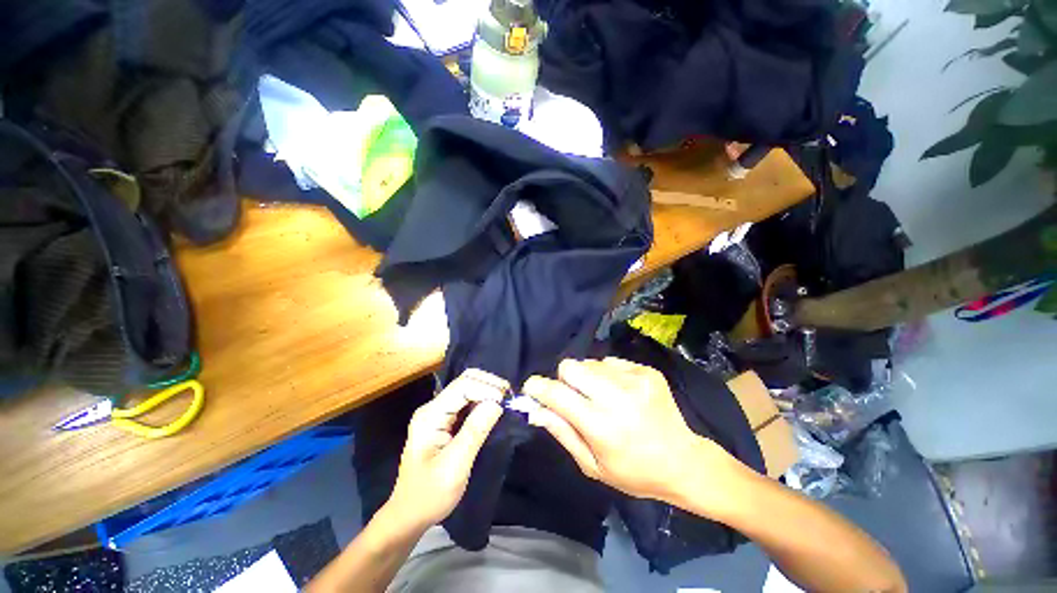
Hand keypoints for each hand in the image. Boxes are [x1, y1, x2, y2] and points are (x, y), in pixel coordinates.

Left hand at [385, 369, 505, 529]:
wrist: (410, 515)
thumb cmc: (430, 494)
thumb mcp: (455, 466)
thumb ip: (475, 431)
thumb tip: (497, 403)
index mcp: (430, 415)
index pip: (462, 387)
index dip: (486, 388)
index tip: (506, 401)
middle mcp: (433, 408)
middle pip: (465, 381)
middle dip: (489, 384)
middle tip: (510, 397)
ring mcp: (438, 413)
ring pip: (467, 388)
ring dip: (488, 391)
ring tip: (506, 401)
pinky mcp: (445, 421)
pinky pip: (467, 401)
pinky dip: (483, 400)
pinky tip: (494, 408)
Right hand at [523, 358, 735, 502]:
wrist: (684, 461)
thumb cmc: (634, 472)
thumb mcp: (592, 465)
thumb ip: (562, 432)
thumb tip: (536, 409)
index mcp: (601, 425)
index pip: (557, 394)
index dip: (538, 387)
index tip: (532, 388)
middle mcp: (617, 396)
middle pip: (571, 366)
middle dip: (564, 379)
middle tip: (574, 396)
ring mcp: (635, 379)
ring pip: (590, 363)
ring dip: (588, 378)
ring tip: (602, 398)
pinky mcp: (647, 371)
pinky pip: (611, 362)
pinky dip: (607, 375)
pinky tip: (621, 393)